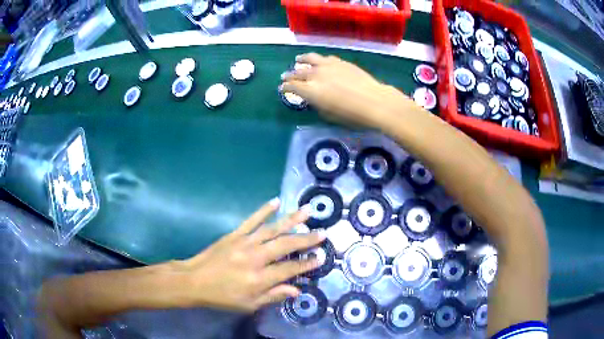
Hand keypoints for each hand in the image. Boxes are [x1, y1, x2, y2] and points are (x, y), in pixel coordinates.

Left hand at [179, 198, 323, 311]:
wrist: (194, 280)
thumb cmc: (222, 296)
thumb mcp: (249, 304)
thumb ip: (273, 296)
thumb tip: (297, 290)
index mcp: (259, 279)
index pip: (289, 269)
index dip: (307, 264)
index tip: (321, 257)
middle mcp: (255, 258)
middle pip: (285, 246)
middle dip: (306, 240)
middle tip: (323, 233)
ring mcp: (244, 243)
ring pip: (272, 229)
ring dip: (291, 220)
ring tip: (307, 211)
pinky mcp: (234, 235)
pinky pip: (252, 220)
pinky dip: (264, 210)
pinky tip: (276, 202)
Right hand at [281, 53, 414, 128]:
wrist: (374, 101)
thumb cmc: (352, 115)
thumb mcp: (329, 115)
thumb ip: (317, 105)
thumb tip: (313, 99)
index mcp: (311, 91)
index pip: (292, 87)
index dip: (285, 88)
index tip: (282, 89)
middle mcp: (316, 75)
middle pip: (297, 72)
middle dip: (289, 75)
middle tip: (284, 76)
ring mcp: (328, 65)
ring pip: (309, 59)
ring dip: (301, 60)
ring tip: (298, 60)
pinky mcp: (340, 61)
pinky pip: (325, 58)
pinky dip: (318, 59)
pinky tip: (318, 60)